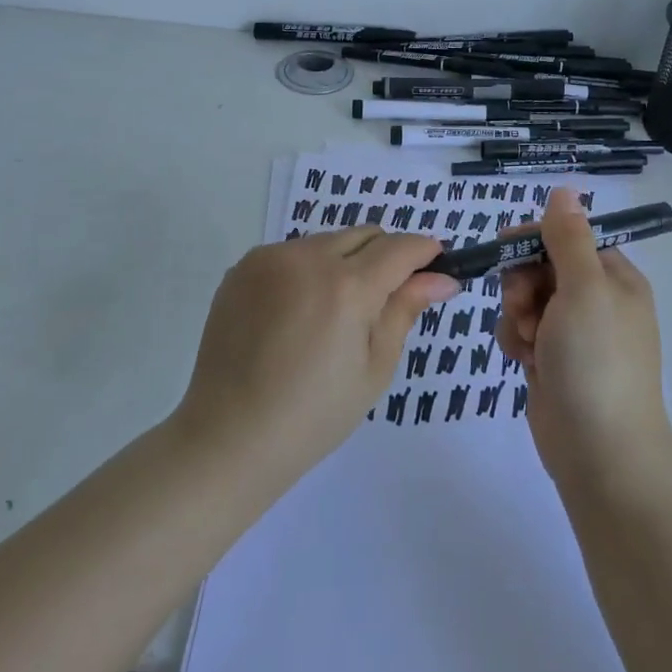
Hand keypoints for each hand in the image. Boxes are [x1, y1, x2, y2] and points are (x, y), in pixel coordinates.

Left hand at [173, 227, 460, 481]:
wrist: (228, 437)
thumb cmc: (314, 415)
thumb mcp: (374, 368)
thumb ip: (405, 310)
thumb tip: (443, 278)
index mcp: (347, 287)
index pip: (400, 248)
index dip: (425, 252)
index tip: (437, 267)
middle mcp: (307, 258)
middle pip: (365, 235)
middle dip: (385, 256)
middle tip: (383, 301)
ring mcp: (269, 258)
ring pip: (327, 241)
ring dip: (345, 262)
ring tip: (334, 314)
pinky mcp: (242, 267)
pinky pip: (292, 253)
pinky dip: (307, 270)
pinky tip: (297, 313)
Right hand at [496, 187, 671, 486]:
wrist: (601, 453)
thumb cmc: (596, 361)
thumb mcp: (585, 288)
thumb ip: (568, 238)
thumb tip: (565, 189)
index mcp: (614, 278)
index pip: (567, 237)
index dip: (535, 240)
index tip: (507, 249)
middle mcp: (597, 301)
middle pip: (542, 267)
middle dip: (523, 284)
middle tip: (525, 307)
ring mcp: (574, 334)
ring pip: (526, 300)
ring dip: (517, 315)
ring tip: (528, 342)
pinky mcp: (553, 362)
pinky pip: (522, 332)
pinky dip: (517, 341)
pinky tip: (523, 362)